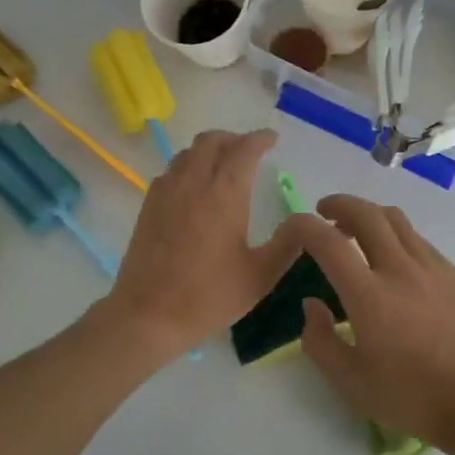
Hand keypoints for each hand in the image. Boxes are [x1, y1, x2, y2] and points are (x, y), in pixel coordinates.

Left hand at [100, 129, 301, 360]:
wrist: (148, 315)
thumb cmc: (208, 297)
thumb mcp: (260, 276)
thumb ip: (287, 244)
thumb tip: (306, 222)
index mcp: (225, 194)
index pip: (244, 149)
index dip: (260, 139)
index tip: (272, 139)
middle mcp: (194, 182)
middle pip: (212, 141)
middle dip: (234, 139)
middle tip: (249, 151)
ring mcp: (166, 191)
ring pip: (188, 152)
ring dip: (209, 149)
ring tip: (223, 164)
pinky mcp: (148, 205)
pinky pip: (171, 170)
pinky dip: (188, 166)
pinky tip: (194, 187)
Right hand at [289, 195, 454, 450]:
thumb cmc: (412, 398)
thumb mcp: (351, 383)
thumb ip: (320, 341)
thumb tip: (311, 304)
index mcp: (369, 295)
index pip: (327, 241)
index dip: (302, 225)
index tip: (290, 229)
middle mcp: (400, 269)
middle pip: (366, 213)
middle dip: (338, 204)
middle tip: (323, 213)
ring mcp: (432, 267)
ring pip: (395, 219)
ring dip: (368, 215)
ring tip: (355, 232)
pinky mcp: (453, 274)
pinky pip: (417, 238)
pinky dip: (394, 234)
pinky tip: (392, 260)